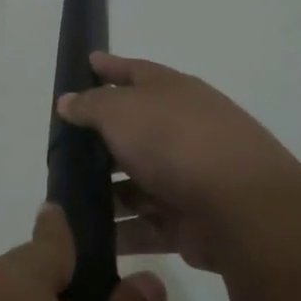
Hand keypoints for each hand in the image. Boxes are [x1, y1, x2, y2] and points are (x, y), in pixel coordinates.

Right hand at [56, 52, 300, 273]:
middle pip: (133, 133)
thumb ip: (91, 106)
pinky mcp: (187, 223)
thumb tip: (68, 100)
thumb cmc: (175, 141)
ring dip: (104, 195)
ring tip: (63, 202)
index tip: (87, 62)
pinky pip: (144, 227)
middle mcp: (181, 132)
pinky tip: (84, 238)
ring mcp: (186, 179)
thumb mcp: (122, 111)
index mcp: (173, 94)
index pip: (136, 72)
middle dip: (98, 143)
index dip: (110, 67)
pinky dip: (118, 232)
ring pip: (135, 186)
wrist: (242, 207)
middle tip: (58, 152)